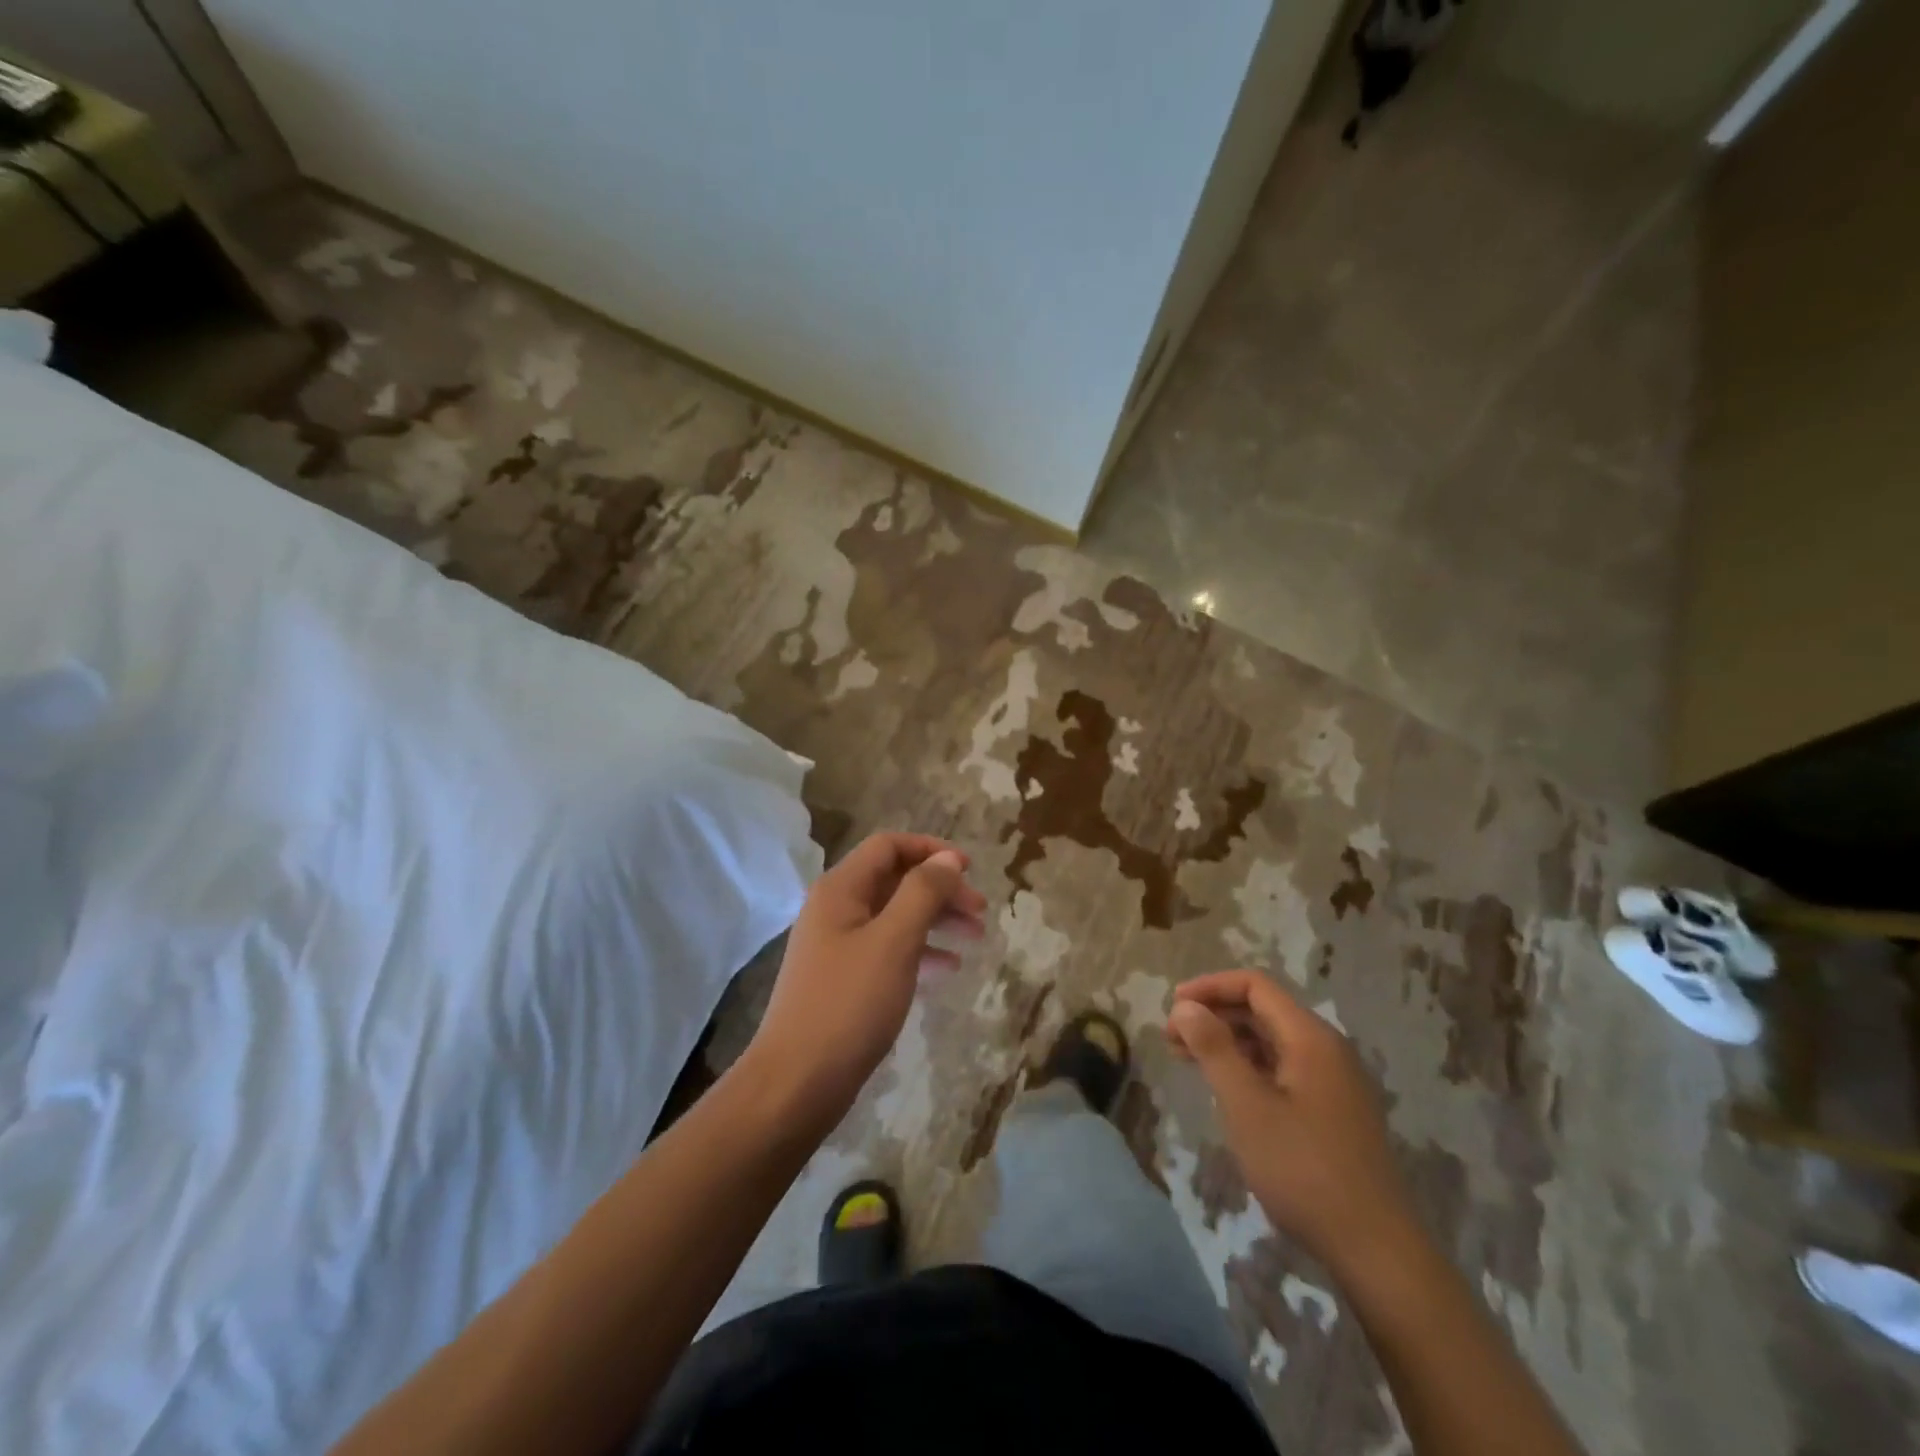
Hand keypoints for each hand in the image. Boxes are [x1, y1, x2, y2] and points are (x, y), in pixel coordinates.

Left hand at [745, 832, 985, 1126]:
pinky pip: (888, 950)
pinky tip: (949, 968)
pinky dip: (920, 951)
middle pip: (895, 880)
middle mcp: (836, 909)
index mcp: (840, 889)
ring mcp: (838, 946)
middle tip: (981, 912)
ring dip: (936, 920)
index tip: (970, 869)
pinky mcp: (844, 979)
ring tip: (977, 938)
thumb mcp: (894, 941)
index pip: (889, 846)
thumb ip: (923, 892)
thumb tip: (948, 858)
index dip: (931, 850)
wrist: (796, 1083)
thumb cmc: (848, 1004)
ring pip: (895, 916)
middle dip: (940, 889)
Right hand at [1167, 970, 1414, 1273]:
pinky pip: (1283, 1068)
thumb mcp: (1247, 1106)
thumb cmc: (1303, 1169)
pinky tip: (1225, 1088)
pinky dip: (1248, 1067)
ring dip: (1228, 1042)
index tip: (1173, 1008)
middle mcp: (1327, 1049)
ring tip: (1188, 1059)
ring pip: (1272, 1041)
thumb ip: (1214, 1049)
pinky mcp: (1333, 1110)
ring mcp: (1334, 1081)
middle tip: (1172, 1038)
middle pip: (1263, 1010)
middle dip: (1214, 1015)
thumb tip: (1186, 1007)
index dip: (1210, 988)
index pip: (1254, 986)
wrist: (1376, 1250)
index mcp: (1310, 1038)